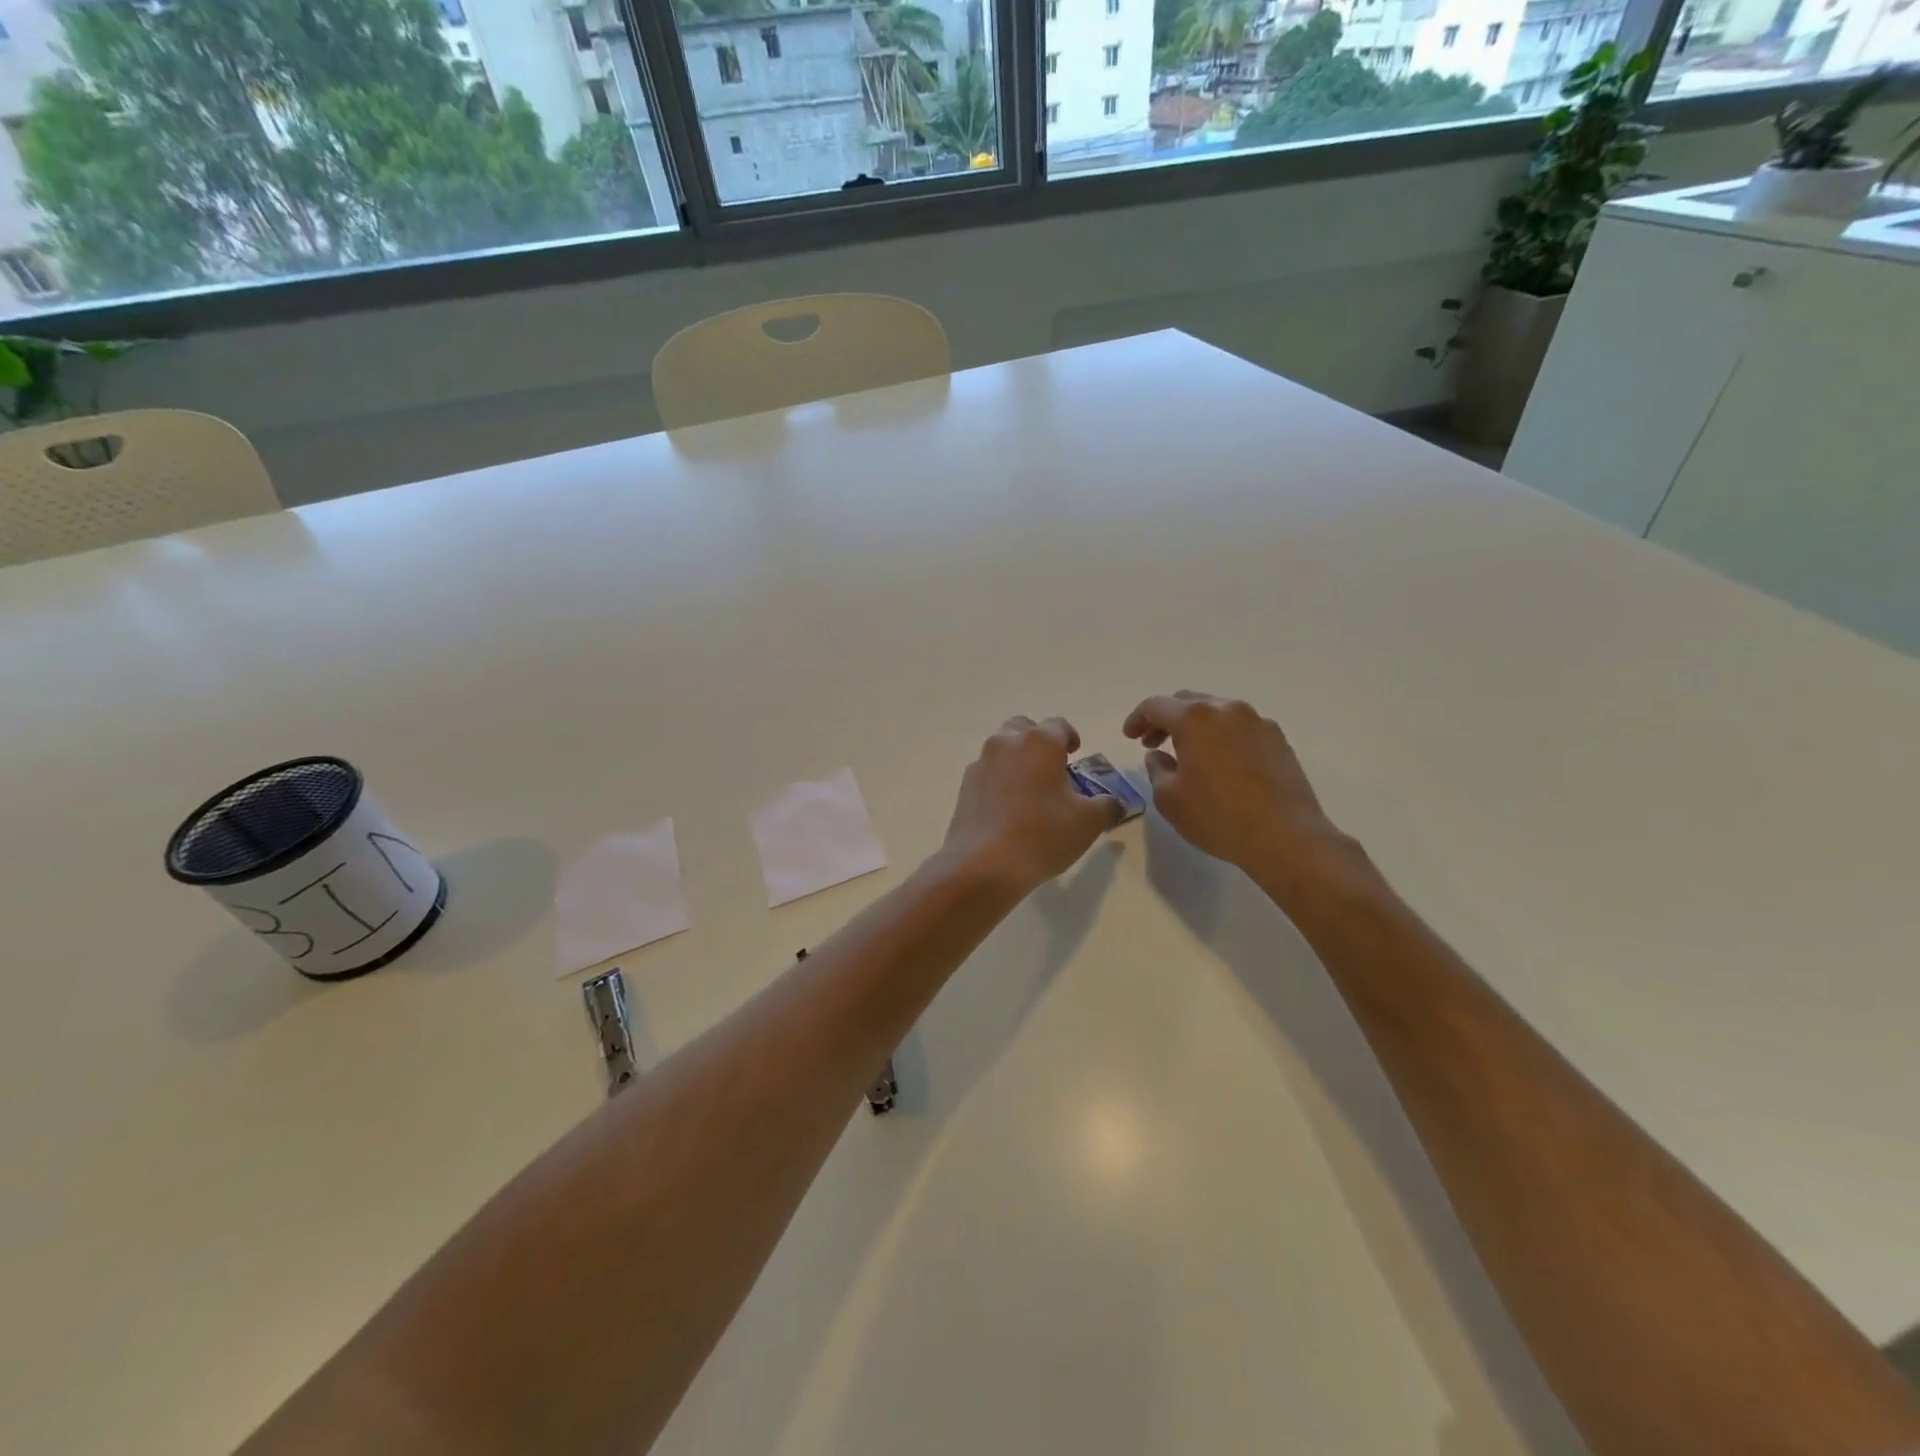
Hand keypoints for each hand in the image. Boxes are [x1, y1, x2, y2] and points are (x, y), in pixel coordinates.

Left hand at [940, 716, 1121, 895]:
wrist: (983, 864)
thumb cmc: (1042, 835)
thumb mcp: (1088, 823)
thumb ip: (1106, 806)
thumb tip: (1112, 803)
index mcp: (1040, 742)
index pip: (1059, 725)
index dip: (1070, 737)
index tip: (1075, 754)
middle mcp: (1007, 742)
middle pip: (1024, 728)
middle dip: (1039, 742)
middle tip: (1052, 767)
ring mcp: (982, 763)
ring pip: (1002, 748)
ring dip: (1017, 758)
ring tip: (1030, 788)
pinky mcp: (965, 785)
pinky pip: (987, 771)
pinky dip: (999, 779)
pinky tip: (1007, 807)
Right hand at [1123, 691, 1349, 879]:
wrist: (1286, 837)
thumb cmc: (1218, 817)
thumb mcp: (1170, 798)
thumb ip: (1157, 769)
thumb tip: (1158, 755)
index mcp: (1194, 718)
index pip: (1155, 706)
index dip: (1137, 719)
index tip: (1129, 738)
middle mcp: (1226, 709)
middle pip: (1187, 701)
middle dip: (1165, 719)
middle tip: (1153, 743)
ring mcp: (1257, 721)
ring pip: (1215, 711)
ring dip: (1195, 726)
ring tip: (1186, 754)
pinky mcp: (1277, 739)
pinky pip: (1239, 726)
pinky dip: (1220, 735)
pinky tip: (1218, 763)